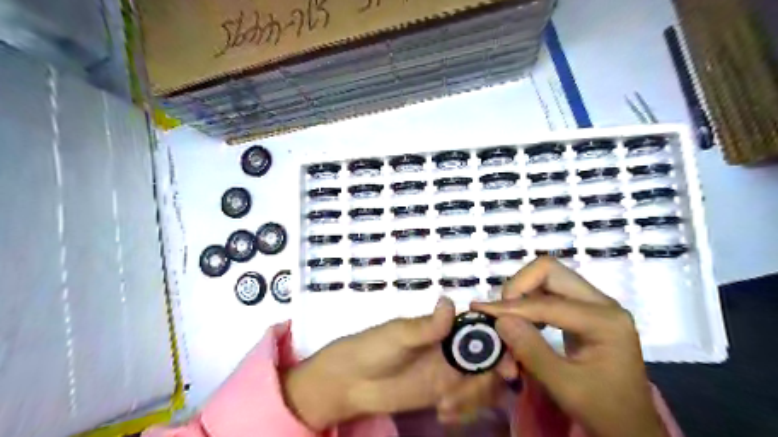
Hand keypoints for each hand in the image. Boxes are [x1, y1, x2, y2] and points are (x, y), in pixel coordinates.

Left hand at [283, 296, 514, 429]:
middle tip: (470, 394)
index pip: (482, 331)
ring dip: (473, 399)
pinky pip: (467, 403)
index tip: (508, 366)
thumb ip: (426, 326)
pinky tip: (442, 414)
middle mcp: (452, 350)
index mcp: (445, 329)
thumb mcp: (399, 335)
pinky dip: (463, 410)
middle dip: (490, 379)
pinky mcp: (443, 395)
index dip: (501, 344)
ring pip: (482, 384)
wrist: (351, 381)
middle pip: (489, 362)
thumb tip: (449, 301)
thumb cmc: (373, 348)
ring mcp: (449, 374)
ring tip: (445, 406)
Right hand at [471, 259, 671, 436]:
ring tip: (509, 319)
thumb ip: (530, 350)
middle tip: (500, 311)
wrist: (631, 427)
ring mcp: (595, 304)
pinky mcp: (585, 311)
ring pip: (547, 277)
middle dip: (518, 287)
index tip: (480, 312)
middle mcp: (602, 302)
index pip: (546, 303)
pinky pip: (550, 292)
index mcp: (605, 320)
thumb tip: (498, 320)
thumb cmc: (603, 411)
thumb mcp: (564, 386)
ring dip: (522, 293)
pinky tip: (524, 323)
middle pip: (549, 270)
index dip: (510, 308)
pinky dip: (530, 302)